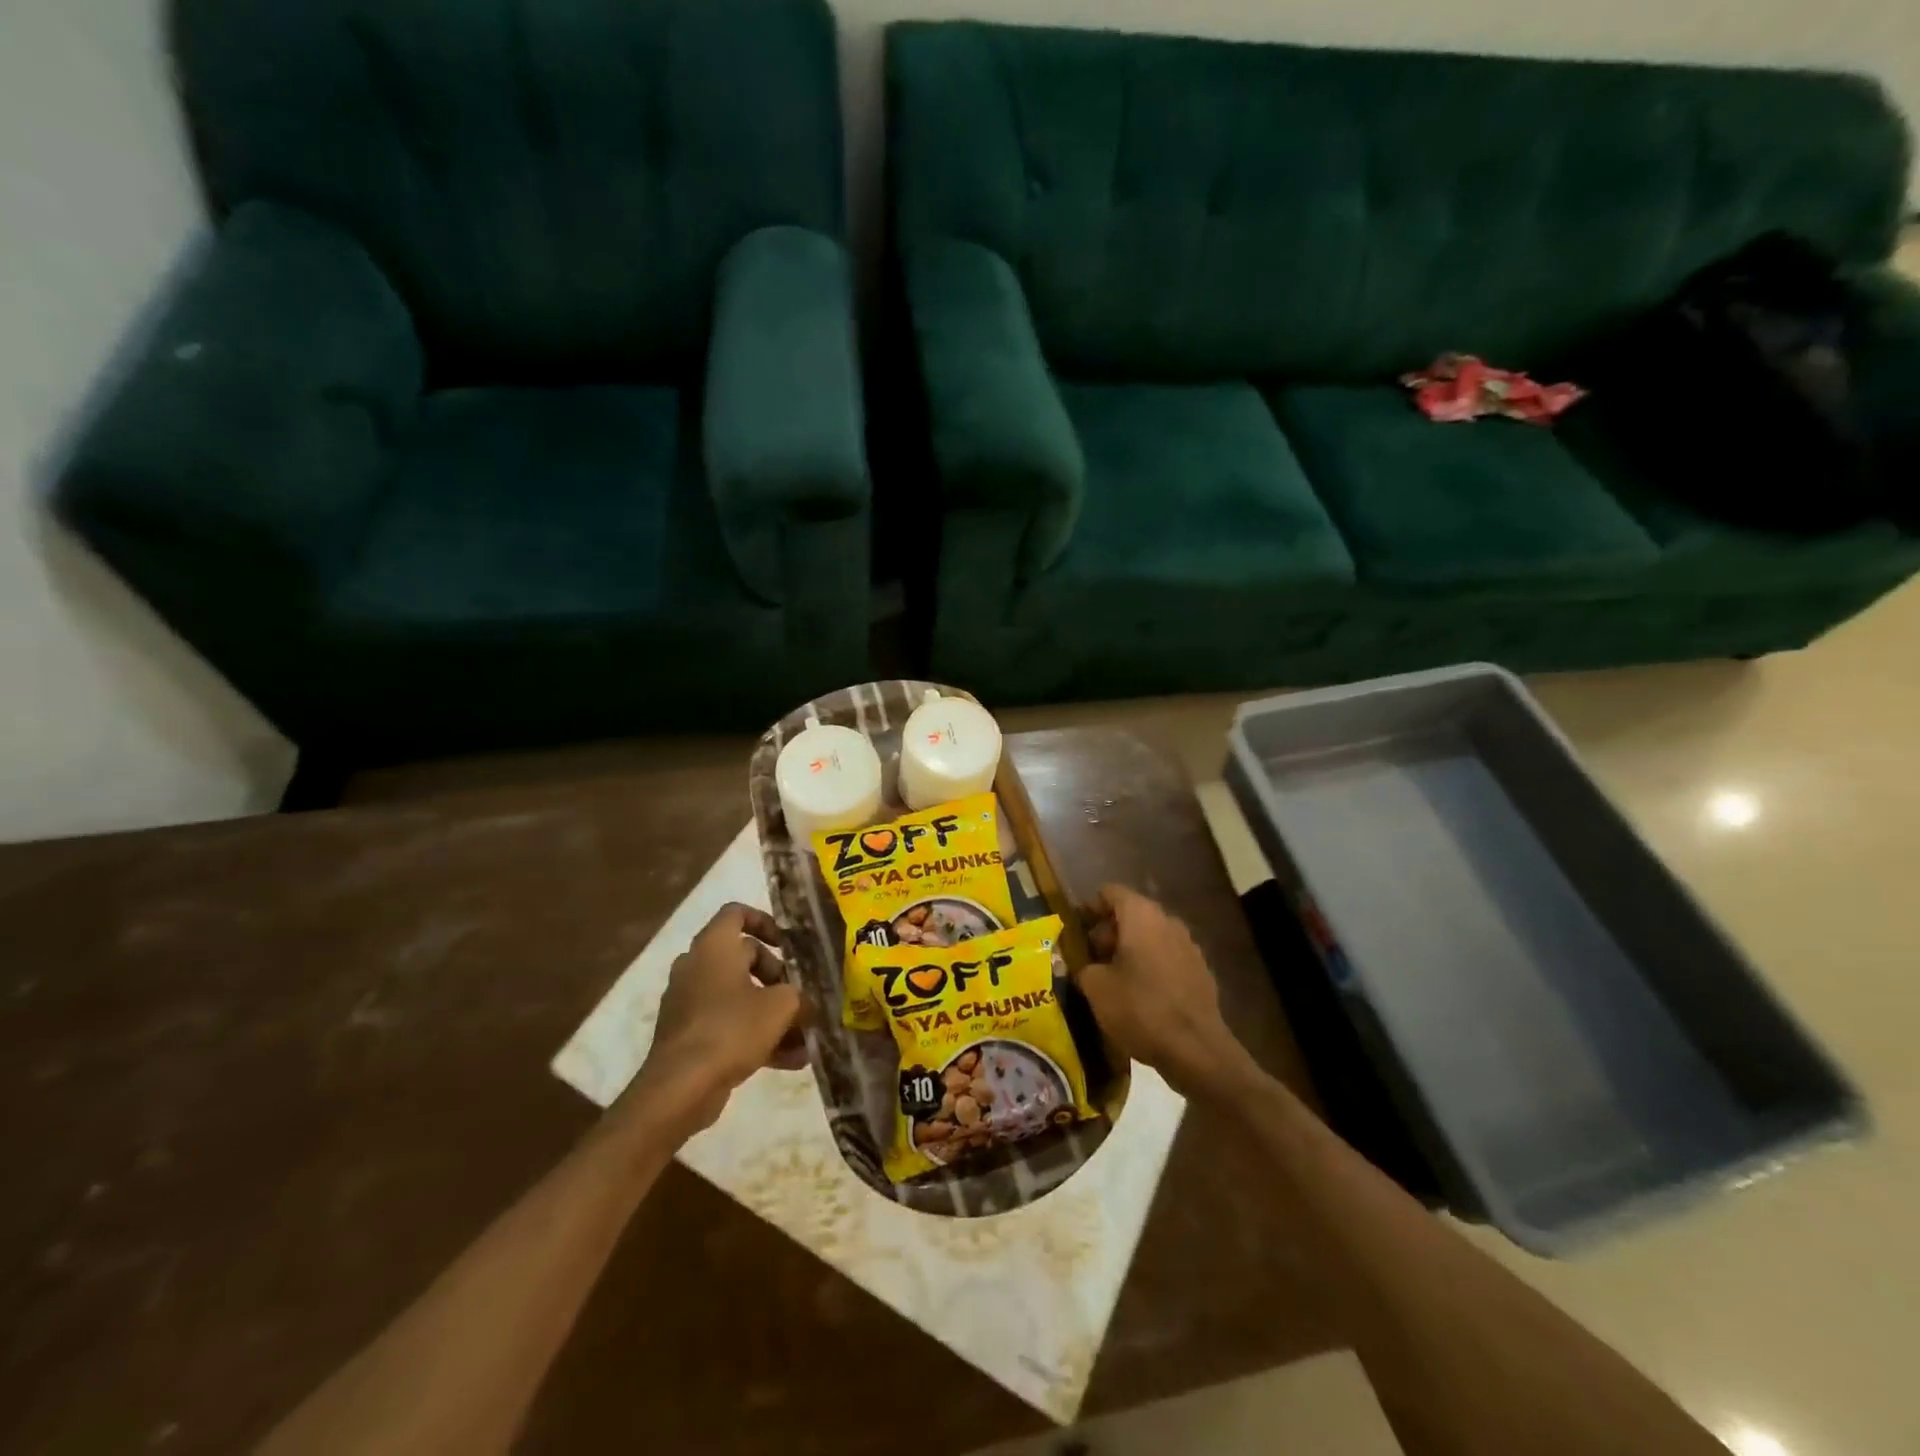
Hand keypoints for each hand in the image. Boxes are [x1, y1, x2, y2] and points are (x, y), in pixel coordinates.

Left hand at [626, 904, 805, 1134]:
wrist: (680, 1088)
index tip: (787, 944)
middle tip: (800, 997)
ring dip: (772, 1014)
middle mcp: (696, 966)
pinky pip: (728, 1025)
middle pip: (743, 958)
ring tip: (804, 1039)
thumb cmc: (731, 1029)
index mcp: (714, 946)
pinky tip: (790, 1061)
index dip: (765, 922)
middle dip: (777, 978)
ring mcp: (689, 1002)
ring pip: (738, 996)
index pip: (736, 913)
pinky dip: (755, 1037)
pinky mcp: (688, 1034)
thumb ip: (799, 997)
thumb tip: (807, 1003)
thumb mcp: (780, 1007)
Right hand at [1077, 884, 1251, 1097]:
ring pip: (1149, 936)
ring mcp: (1188, 945)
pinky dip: (1150, 966)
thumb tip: (1082, 963)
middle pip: (1131, 914)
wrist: (1196, 1050)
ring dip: (1129, 951)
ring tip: (1112, 980)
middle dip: (1107, 933)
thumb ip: (1082, 966)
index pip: (1110, 892)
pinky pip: (1166, 957)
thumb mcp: (1096, 988)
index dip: (1089, 908)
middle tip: (1090, 960)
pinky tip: (1139, 995)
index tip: (1075, 932)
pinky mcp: (1200, 971)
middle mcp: (1167, 921)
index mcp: (1141, 915)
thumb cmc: (1140, 1009)